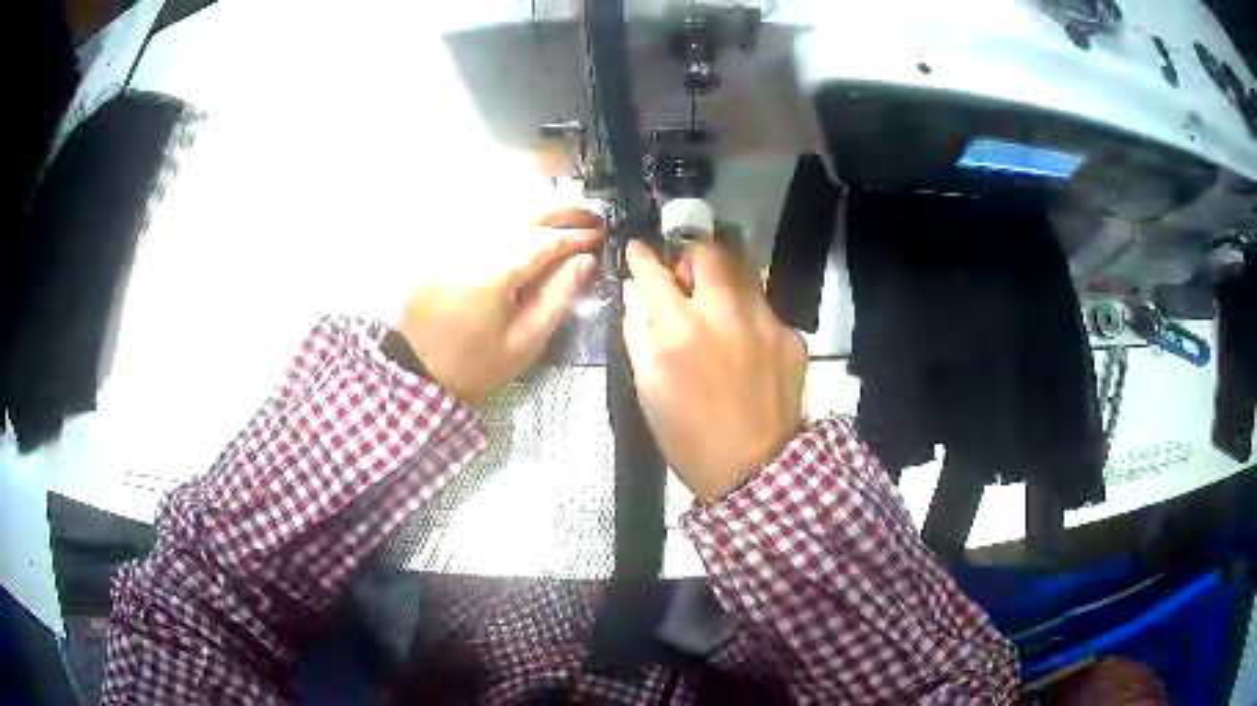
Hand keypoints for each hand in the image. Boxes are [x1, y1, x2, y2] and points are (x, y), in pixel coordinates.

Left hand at [398, 208, 604, 404]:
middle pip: (526, 214)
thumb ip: (559, 296)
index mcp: (492, 274)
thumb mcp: (526, 340)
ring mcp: (457, 242)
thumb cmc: (476, 363)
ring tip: (570, 218)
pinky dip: (516, 216)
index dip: (577, 236)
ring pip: (506, 210)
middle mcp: (473, 247)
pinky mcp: (447, 245)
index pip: (545, 241)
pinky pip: (488, 219)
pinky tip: (534, 223)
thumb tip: (586, 260)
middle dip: (563, 212)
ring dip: (542, 209)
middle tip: (593, 219)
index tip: (602, 237)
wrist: (419, 367)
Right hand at [622, 239, 806, 502]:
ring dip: (722, 278)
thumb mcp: (647, 388)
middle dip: (689, 255)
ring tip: (715, 307)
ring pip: (742, 271)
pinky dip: (748, 315)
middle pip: (708, 252)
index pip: (655, 272)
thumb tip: (636, 292)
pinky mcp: (791, 336)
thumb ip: (637, 332)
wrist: (754, 470)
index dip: (642, 256)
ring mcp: (765, 322)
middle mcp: (725, 314)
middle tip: (685, 279)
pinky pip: (764, 307)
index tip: (638, 250)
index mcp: (680, 332)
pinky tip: (745, 345)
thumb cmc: (688, 436)